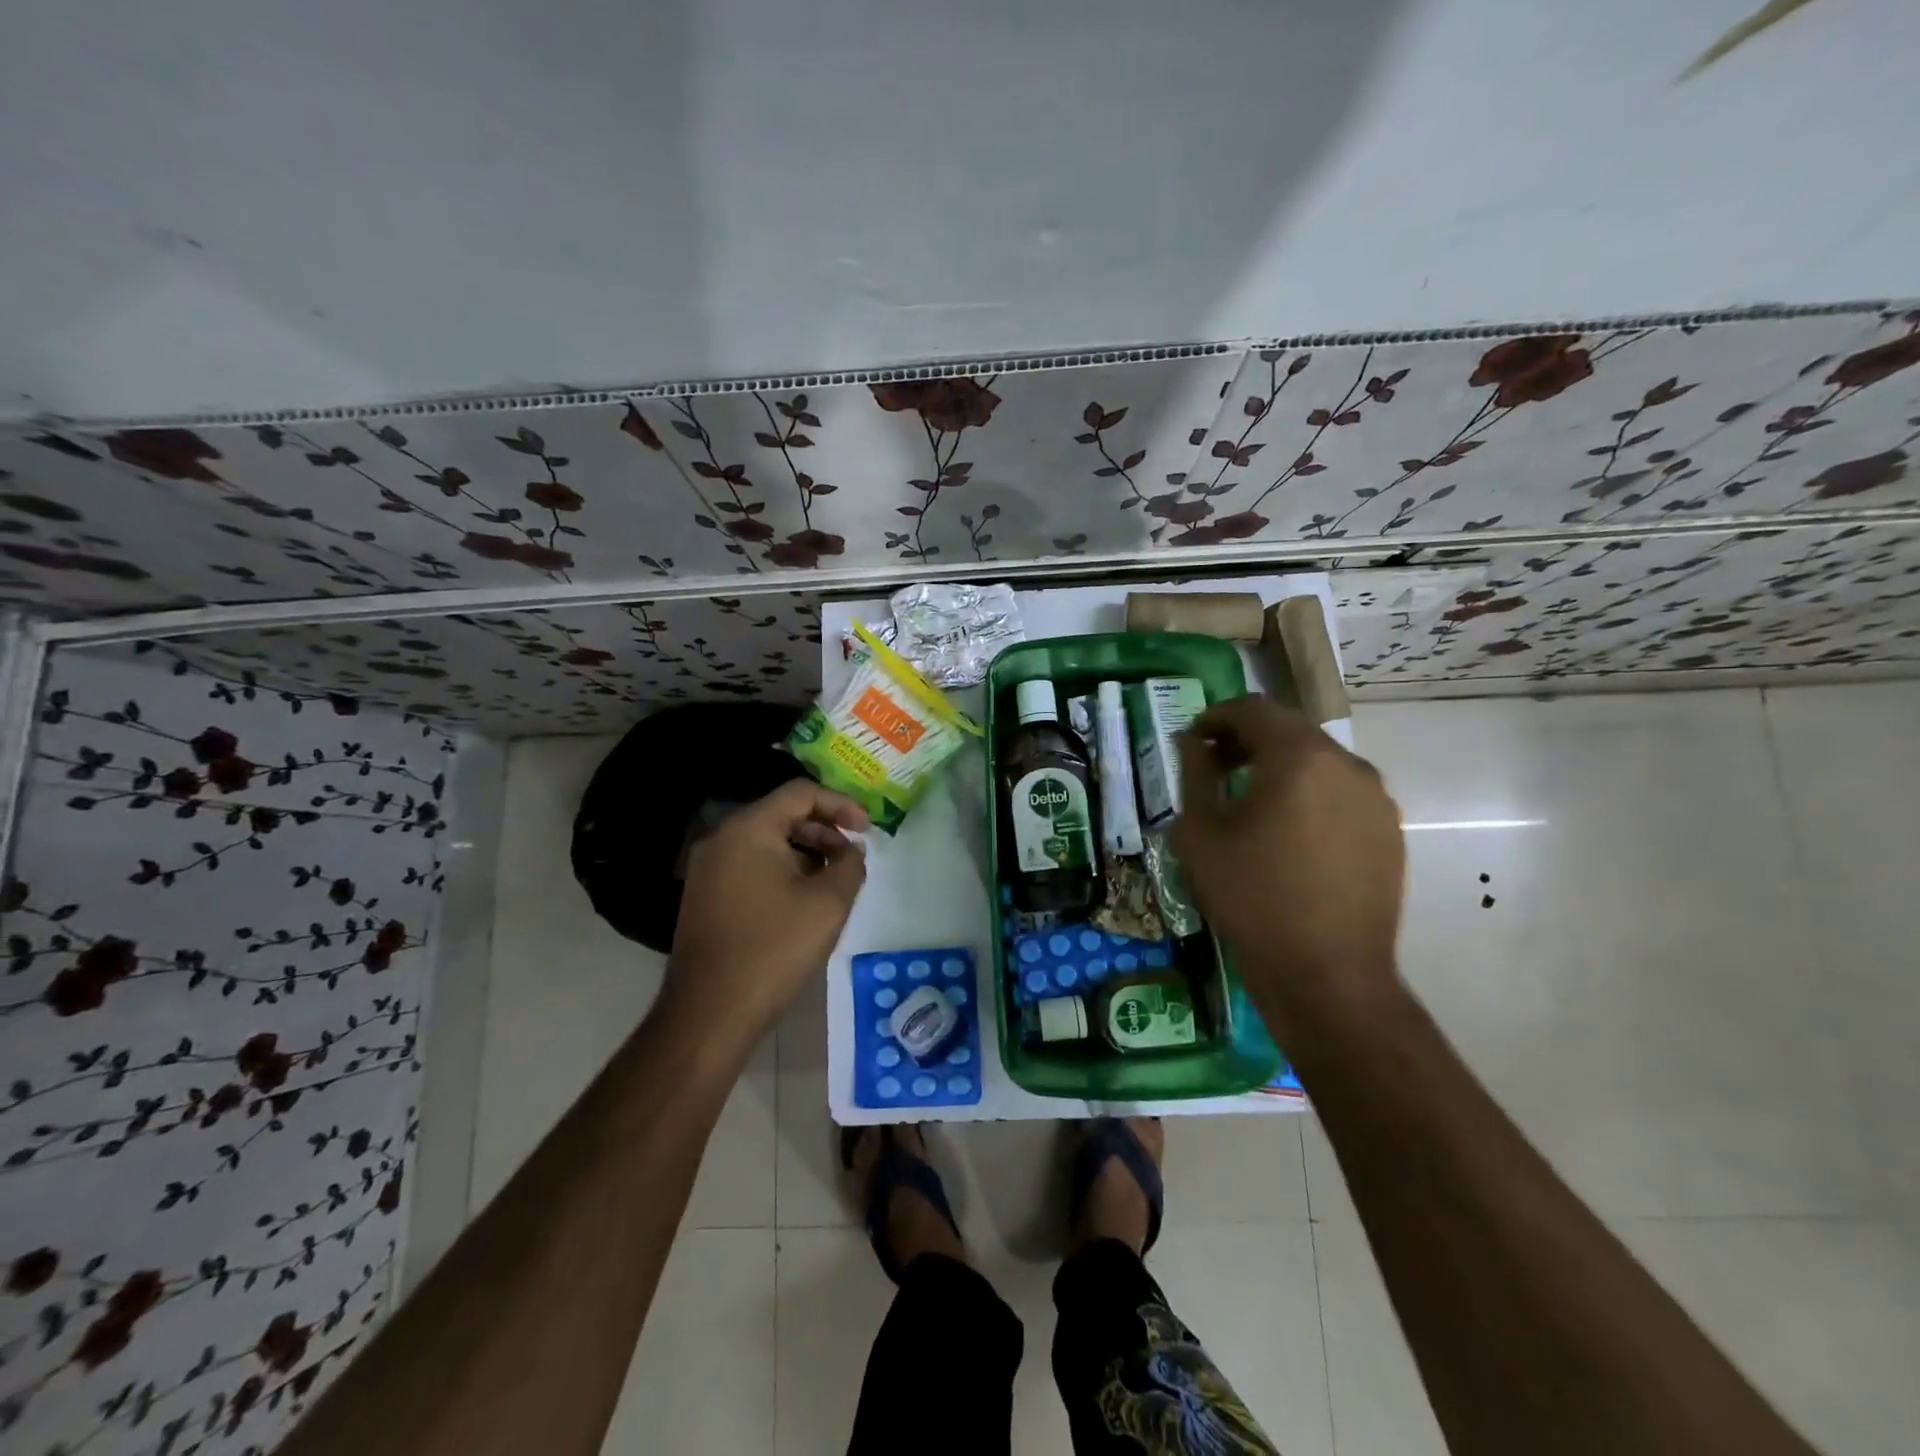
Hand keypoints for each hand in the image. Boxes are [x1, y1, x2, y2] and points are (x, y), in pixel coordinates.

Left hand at [665, 780, 869, 1043]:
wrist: (710, 1012)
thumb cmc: (774, 948)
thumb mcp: (828, 903)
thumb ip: (850, 865)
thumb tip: (851, 851)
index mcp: (748, 829)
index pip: (800, 793)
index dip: (840, 804)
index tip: (867, 829)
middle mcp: (721, 839)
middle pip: (781, 815)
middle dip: (824, 830)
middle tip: (852, 856)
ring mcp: (707, 869)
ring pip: (766, 842)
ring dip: (805, 852)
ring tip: (833, 880)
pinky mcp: (704, 896)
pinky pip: (750, 866)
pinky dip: (782, 870)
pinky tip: (803, 900)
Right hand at [1170, 697, 1404, 1025]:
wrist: (1327, 973)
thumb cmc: (1251, 897)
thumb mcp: (1201, 833)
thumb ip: (1195, 773)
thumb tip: (1193, 743)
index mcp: (1298, 757)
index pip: (1253, 709)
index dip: (1217, 717)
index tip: (1194, 740)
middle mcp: (1346, 764)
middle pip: (1290, 730)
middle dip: (1248, 740)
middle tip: (1216, 767)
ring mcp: (1376, 798)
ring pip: (1319, 761)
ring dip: (1281, 766)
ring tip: (1252, 801)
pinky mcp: (1390, 830)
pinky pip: (1342, 792)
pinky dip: (1310, 793)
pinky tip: (1290, 832)